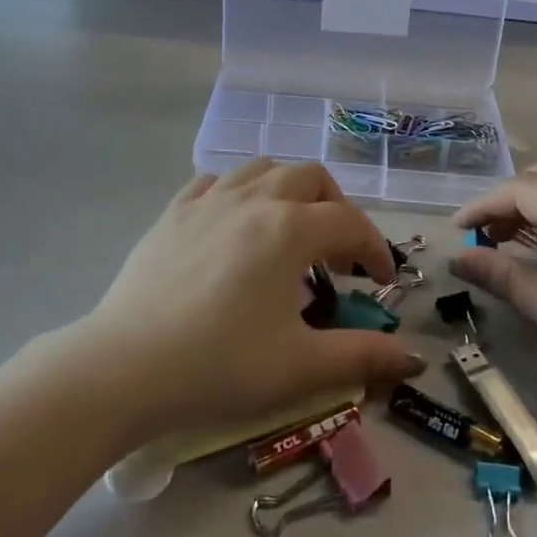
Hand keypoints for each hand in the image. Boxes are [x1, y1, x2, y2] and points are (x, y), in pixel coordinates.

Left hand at [86, 160, 425, 438]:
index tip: (380, 283)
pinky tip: (234, 226)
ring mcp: (210, 199)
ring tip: (289, 231)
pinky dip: (240, 193)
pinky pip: (217, 182)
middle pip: (311, 178)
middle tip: (337, 254)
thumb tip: (413, 356)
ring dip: (289, 191)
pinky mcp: (174, 211)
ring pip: (264, 168)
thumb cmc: (219, 366)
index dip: (375, 249)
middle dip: (335, 209)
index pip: (351, 223)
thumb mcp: (299, 367)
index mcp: (290, 229)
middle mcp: (255, 199)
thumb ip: (362, 356)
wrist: (123, 368)